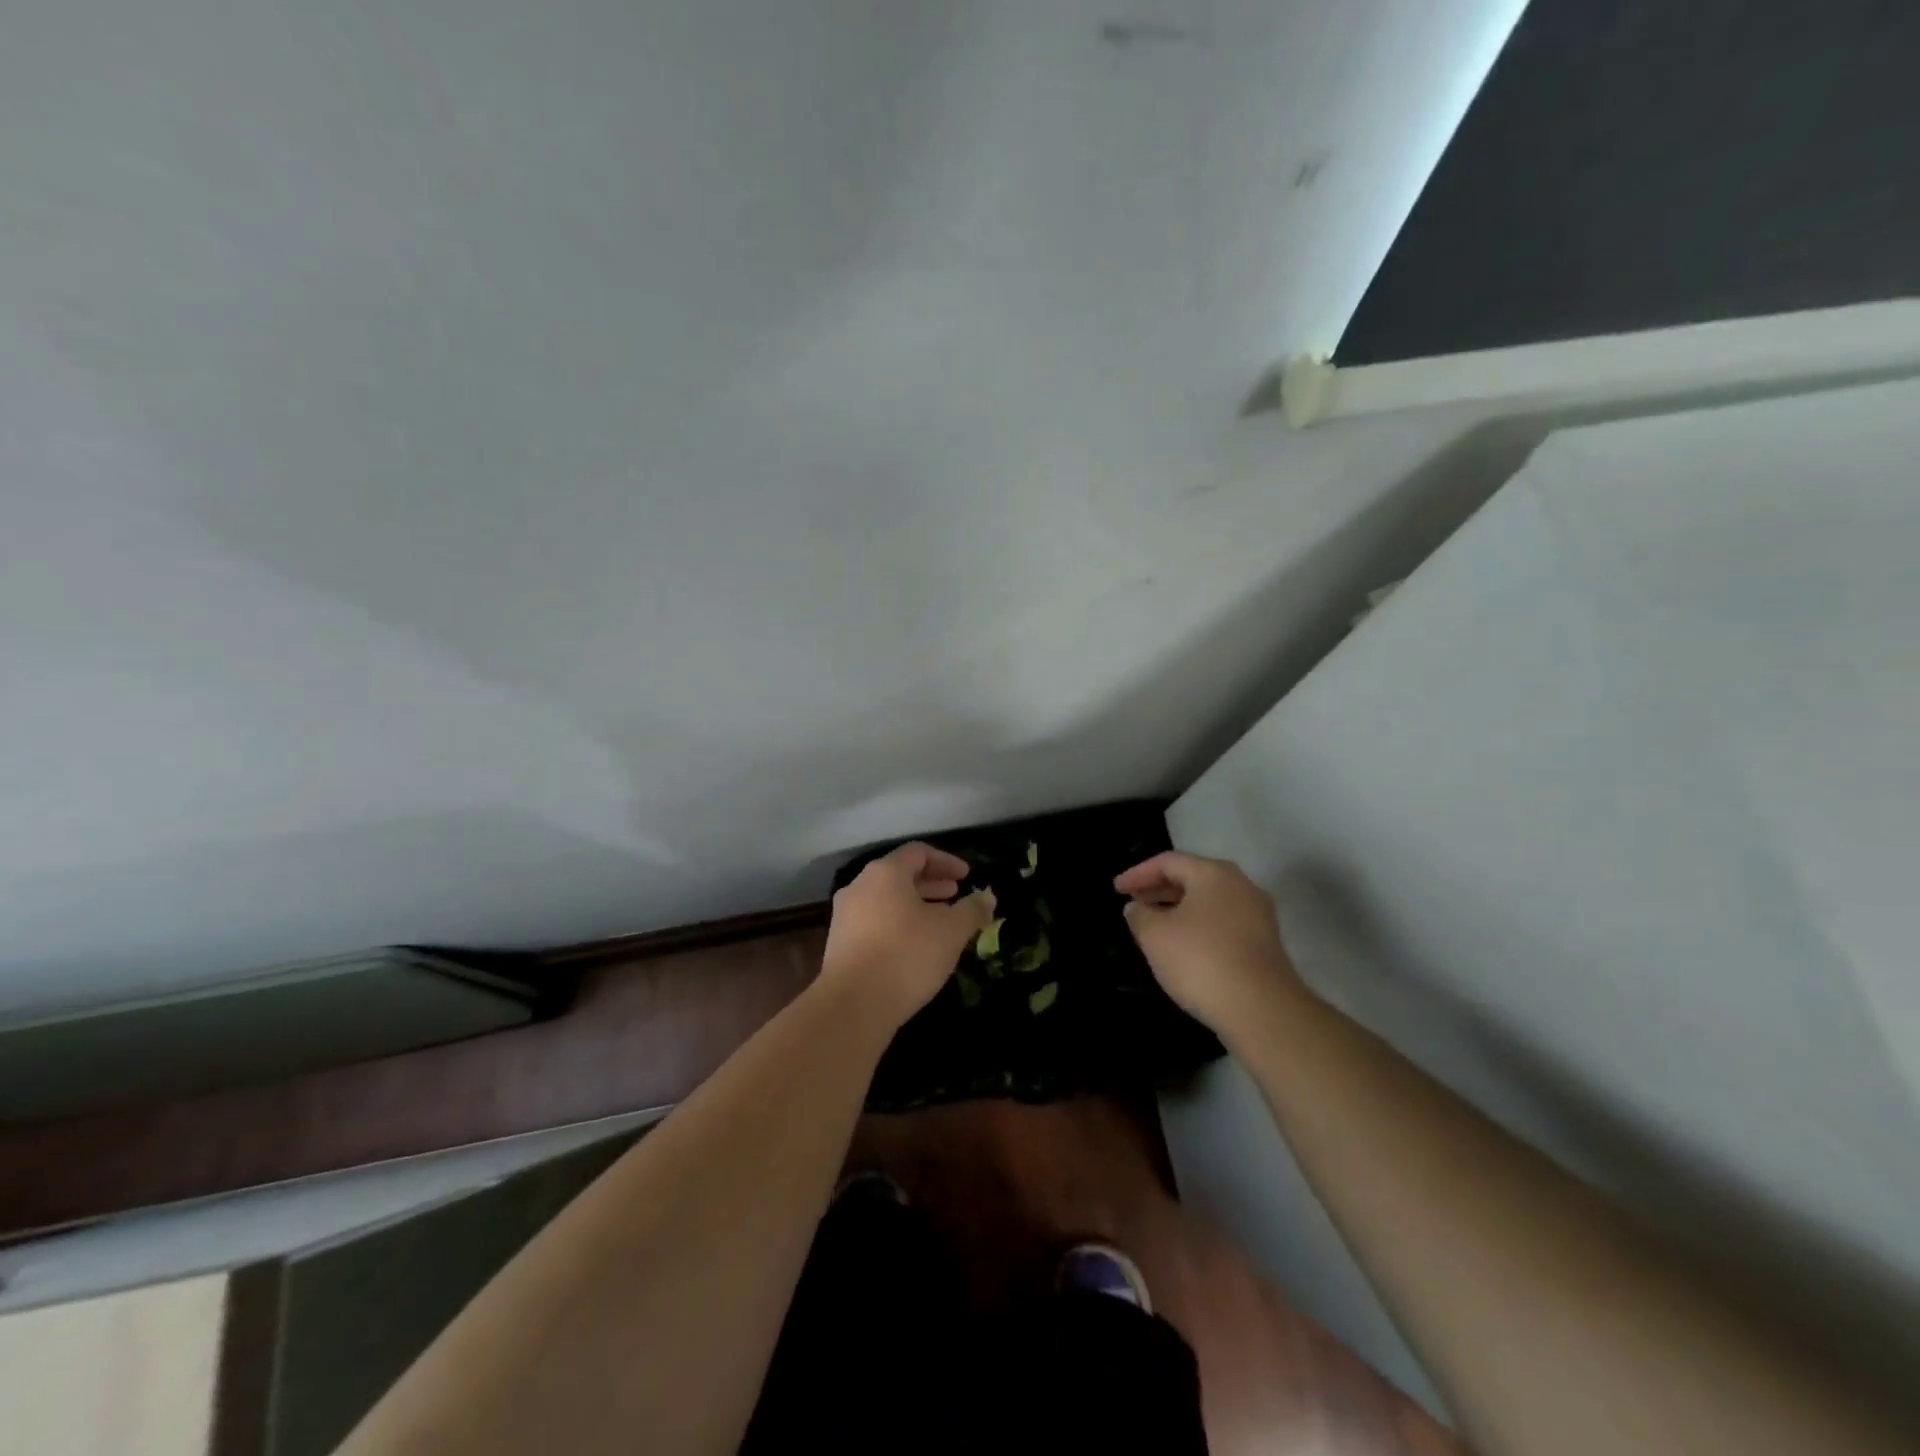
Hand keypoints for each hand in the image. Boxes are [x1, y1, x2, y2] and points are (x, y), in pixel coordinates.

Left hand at [818, 842, 992, 1032]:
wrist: (853, 1005)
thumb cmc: (907, 956)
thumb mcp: (951, 931)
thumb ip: (972, 910)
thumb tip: (987, 897)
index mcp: (885, 873)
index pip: (918, 852)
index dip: (946, 861)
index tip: (966, 877)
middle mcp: (860, 886)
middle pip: (900, 874)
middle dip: (931, 883)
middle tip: (955, 894)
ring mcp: (845, 915)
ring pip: (886, 899)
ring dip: (915, 904)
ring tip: (939, 921)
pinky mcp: (840, 943)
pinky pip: (874, 921)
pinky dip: (898, 922)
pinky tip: (915, 945)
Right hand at [1114, 851, 1304, 1033]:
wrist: (1262, 1010)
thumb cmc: (1201, 960)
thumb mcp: (1155, 936)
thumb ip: (1139, 915)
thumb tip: (1137, 907)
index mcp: (1214, 873)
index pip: (1168, 861)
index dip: (1137, 873)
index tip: (1116, 890)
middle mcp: (1241, 885)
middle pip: (1192, 878)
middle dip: (1158, 889)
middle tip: (1133, 904)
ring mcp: (1258, 915)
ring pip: (1208, 902)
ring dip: (1177, 909)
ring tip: (1153, 926)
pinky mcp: (1265, 943)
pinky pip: (1222, 923)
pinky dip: (1197, 926)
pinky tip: (1182, 947)